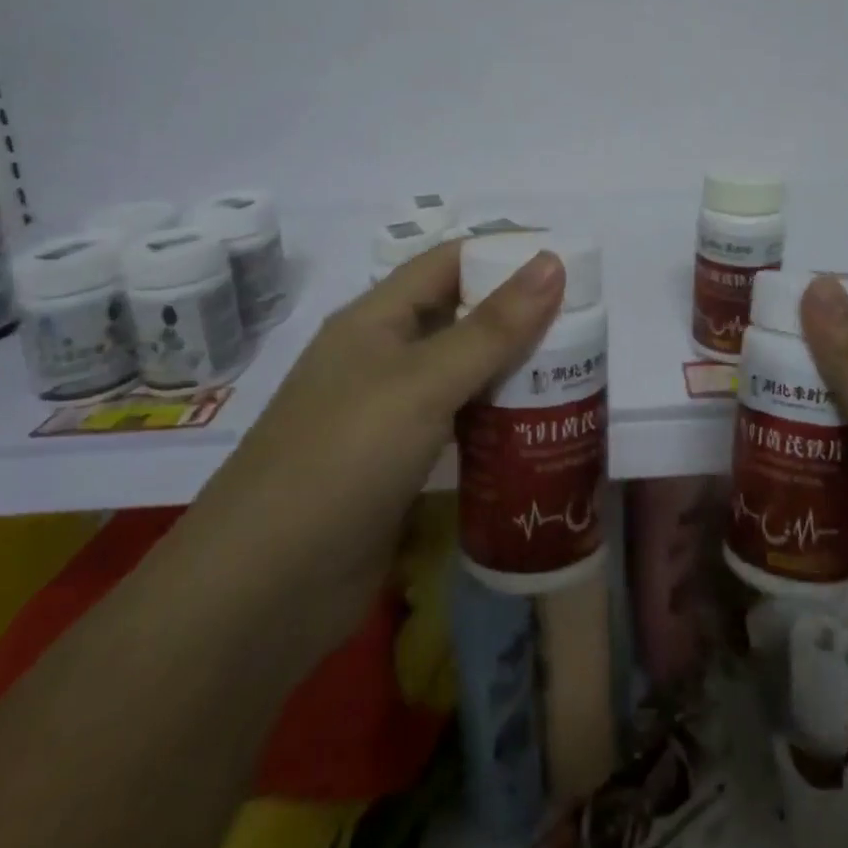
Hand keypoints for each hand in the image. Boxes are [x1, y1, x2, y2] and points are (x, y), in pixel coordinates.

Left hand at [185, 240, 564, 645]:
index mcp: (375, 319)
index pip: (448, 262)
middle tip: (586, 326)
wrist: (262, 593)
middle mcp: (381, 357)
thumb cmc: (343, 460)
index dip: (504, 254)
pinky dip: (497, 419)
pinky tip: (539, 429)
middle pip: (460, 317)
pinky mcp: (400, 466)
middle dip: (519, 316)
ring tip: (577, 372)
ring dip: (513, 370)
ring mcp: (389, 415)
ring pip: (463, 373)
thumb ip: (492, 326)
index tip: (567, 265)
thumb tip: (552, 261)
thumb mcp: (423, 383)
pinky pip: (459, 424)